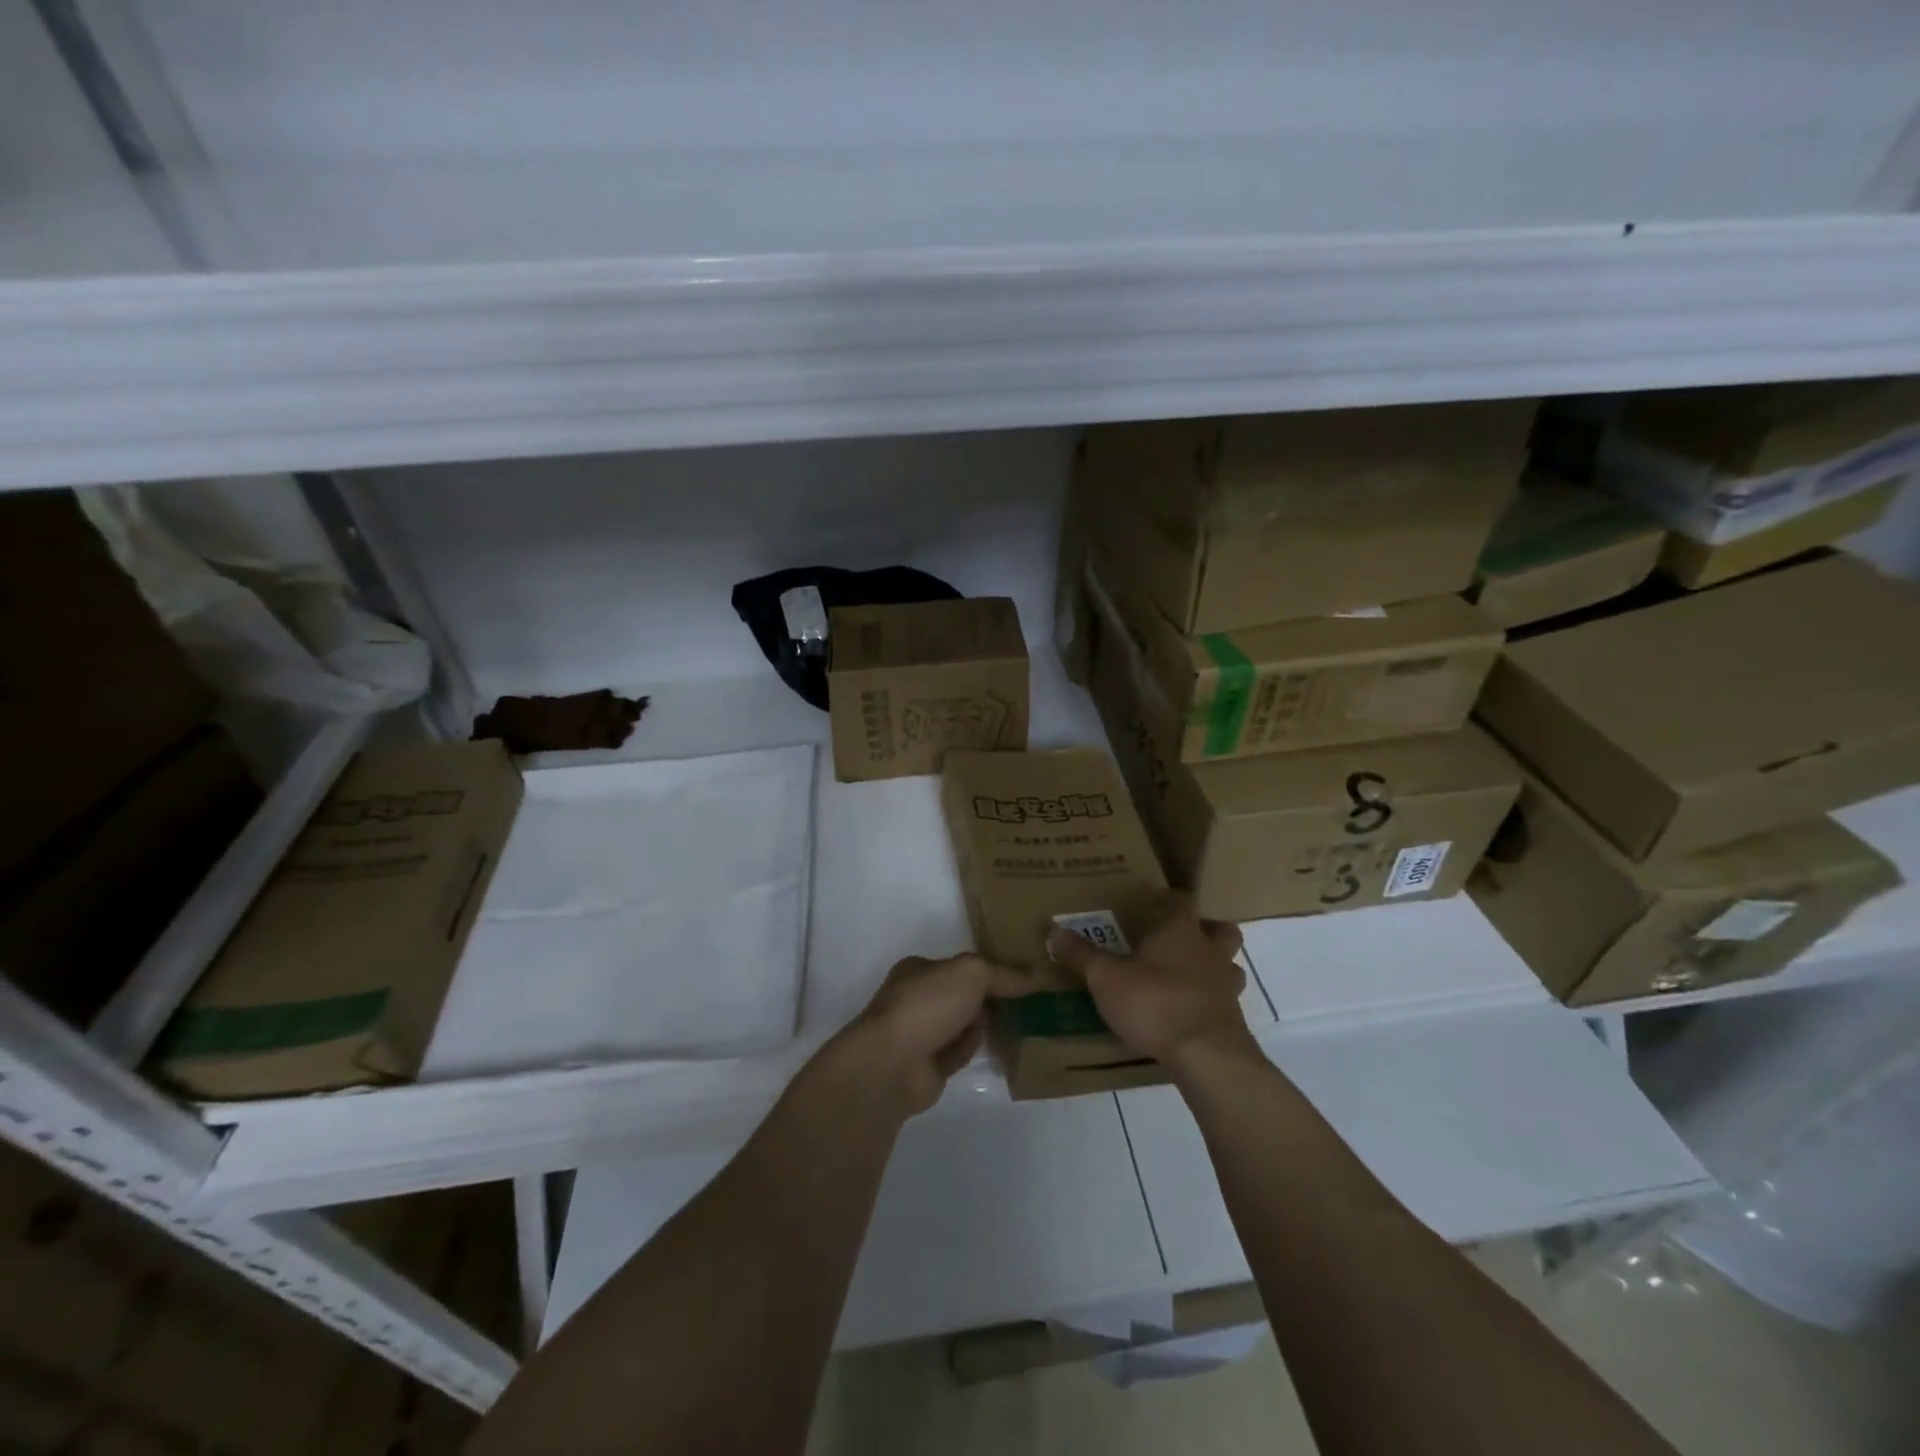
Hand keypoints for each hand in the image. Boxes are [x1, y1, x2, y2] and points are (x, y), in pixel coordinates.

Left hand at [824, 954, 1029, 1116]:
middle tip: (1028, 999)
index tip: (1022, 975)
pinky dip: (976, 1048)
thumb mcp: (971, 974)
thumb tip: (1037, 975)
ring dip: (985, 1023)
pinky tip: (998, 1046)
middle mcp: (917, 999)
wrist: (893, 1065)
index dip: (990, 968)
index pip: (960, 965)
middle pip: (962, 995)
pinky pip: (960, 1052)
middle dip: (990, 997)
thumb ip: (1003, 974)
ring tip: (1021, 1021)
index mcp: (919, 970)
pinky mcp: (928, 1066)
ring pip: (962, 1024)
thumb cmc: (927, 1005)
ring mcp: (921, 1034)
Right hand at [1047, 895, 1253, 1070]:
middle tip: (1180, 940)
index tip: (1155, 900)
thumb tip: (1053, 930)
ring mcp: (1227, 987)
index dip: (1169, 899)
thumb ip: (1082, 955)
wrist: (1207, 1056)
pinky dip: (1209, 1003)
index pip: (1181, 901)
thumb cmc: (1155, 1003)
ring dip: (1213, 968)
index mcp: (1181, 931)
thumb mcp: (1106, 979)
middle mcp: (1210, 952)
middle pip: (1221, 930)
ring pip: (1229, 967)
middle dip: (1206, 931)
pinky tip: (1188, 1015)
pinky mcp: (1233, 1020)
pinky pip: (1224, 1002)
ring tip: (1187, 978)